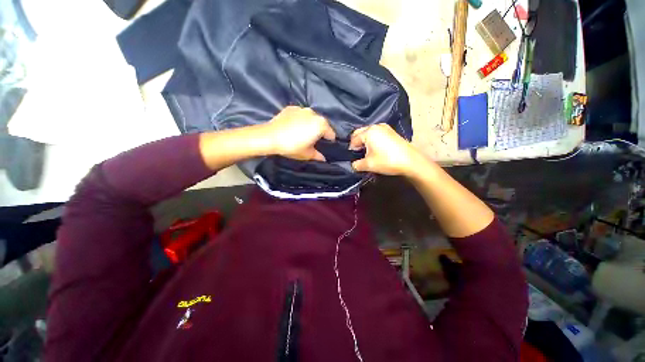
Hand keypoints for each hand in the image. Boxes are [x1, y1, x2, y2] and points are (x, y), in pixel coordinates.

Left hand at [264, 106, 335, 160]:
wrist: (270, 137)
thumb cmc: (291, 146)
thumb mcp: (306, 154)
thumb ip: (317, 156)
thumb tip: (323, 158)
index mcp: (320, 125)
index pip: (330, 133)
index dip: (329, 140)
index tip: (326, 146)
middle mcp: (313, 114)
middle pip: (321, 124)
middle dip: (319, 131)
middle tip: (314, 140)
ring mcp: (301, 109)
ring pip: (310, 118)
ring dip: (310, 124)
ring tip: (302, 133)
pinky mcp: (291, 108)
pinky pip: (300, 115)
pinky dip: (299, 120)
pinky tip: (293, 127)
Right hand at [349, 124, 424, 175]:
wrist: (411, 161)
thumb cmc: (387, 161)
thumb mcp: (368, 165)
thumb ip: (356, 165)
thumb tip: (353, 165)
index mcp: (369, 132)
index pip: (354, 139)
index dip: (351, 149)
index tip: (352, 157)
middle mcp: (376, 126)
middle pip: (360, 133)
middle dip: (357, 143)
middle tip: (358, 154)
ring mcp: (385, 128)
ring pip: (369, 133)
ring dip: (365, 142)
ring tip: (366, 153)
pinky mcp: (391, 132)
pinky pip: (376, 134)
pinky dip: (373, 140)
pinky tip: (375, 150)